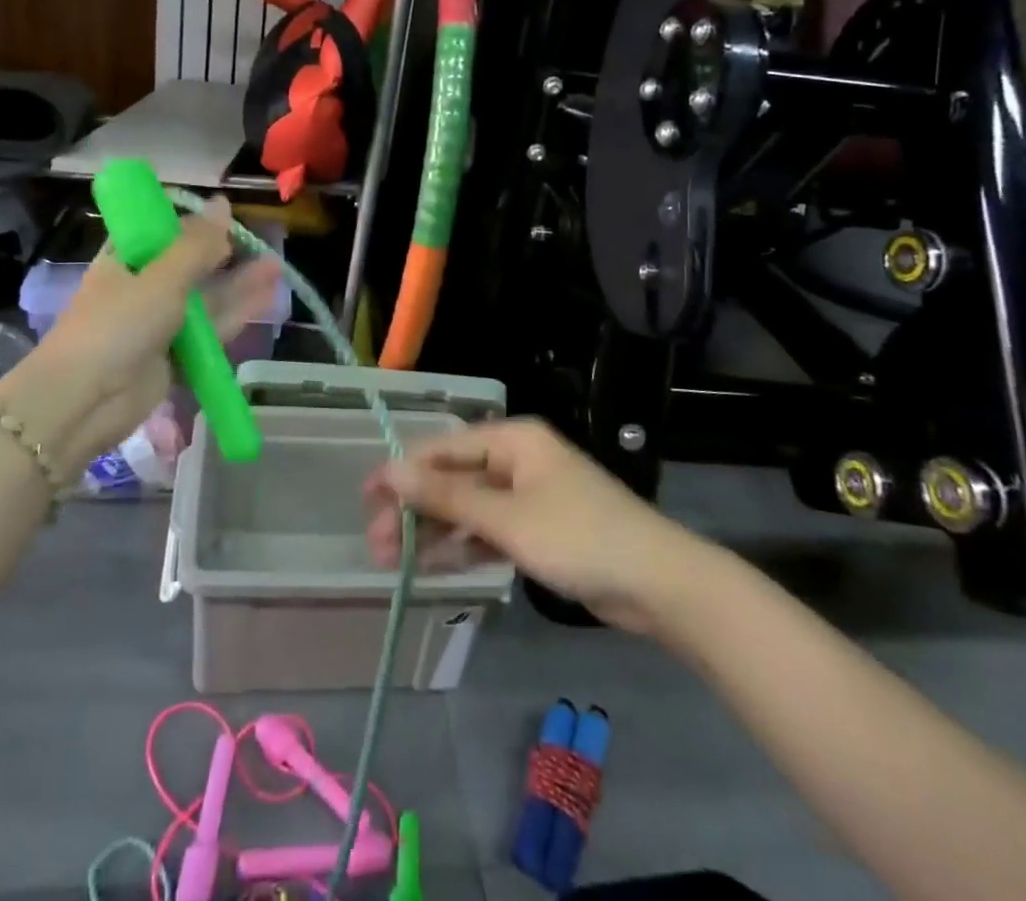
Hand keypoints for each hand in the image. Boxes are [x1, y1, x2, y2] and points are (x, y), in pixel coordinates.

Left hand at [0, 199, 280, 479]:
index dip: (195, 224)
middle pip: (191, 265)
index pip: (162, 231)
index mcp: (126, 259)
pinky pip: (210, 332)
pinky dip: (235, 316)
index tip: (228, 218)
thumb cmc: (116, 326)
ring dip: (238, 284)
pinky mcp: (174, 357)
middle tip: (265, 243)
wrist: (83, 402)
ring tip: (276, 267)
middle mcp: (143, 287)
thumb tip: (223, 202)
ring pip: (205, 299)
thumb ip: (197, 244)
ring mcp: (159, 324)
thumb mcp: (161, 278)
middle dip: (226, 255)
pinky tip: (265, 300)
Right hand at [365, 418, 704, 632]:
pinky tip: (433, 567)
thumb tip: (389, 470)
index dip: (402, 472)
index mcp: (511, 439)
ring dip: (433, 532)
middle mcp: (516, 459)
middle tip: (378, 547)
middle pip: (451, 478)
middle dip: (414, 509)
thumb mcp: (507, 518)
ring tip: (394, 563)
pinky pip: (488, 531)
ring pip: (467, 508)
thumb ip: (446, 495)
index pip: (442, 448)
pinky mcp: (537, 530)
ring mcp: (527, 496)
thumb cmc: (579, 537)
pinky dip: (463, 546)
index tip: (365, 500)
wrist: (659, 585)